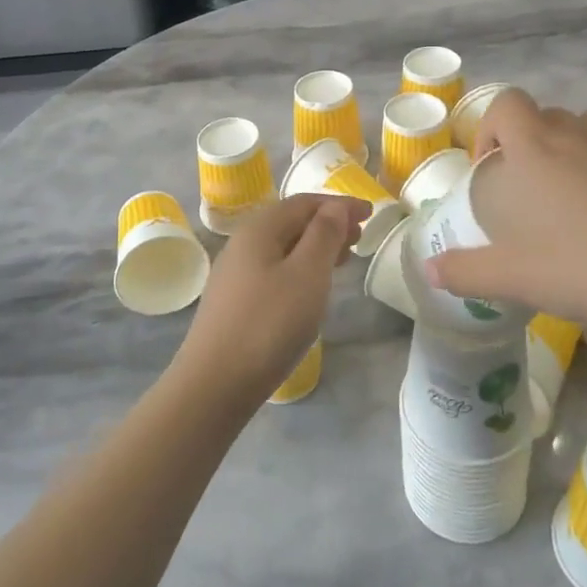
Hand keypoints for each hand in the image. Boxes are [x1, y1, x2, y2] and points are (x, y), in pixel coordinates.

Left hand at [173, 195, 365, 405]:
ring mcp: (235, 273)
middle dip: (328, 223)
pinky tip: (311, 287)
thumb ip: (323, 235)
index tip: (371, 212)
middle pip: (291, 221)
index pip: (304, 203)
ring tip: (343, 259)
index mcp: (260, 229)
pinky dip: (300, 267)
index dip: (339, 203)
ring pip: (283, 247)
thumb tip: (334, 207)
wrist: (215, 383)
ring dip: (315, 246)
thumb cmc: (269, 324)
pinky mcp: (234, 300)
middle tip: (360, 237)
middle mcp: (243, 243)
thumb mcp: (307, 274)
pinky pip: (274, 268)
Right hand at [424, 90, 586, 369]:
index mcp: (535, 148)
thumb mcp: (513, 278)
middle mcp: (577, 133)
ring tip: (573, 194)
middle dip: (528, 143)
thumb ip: (465, 272)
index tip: (491, 168)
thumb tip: (429, 271)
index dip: (491, 128)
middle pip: (544, 115)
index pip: (506, 104)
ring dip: (571, 148)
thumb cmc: (583, 268)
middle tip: (529, 191)